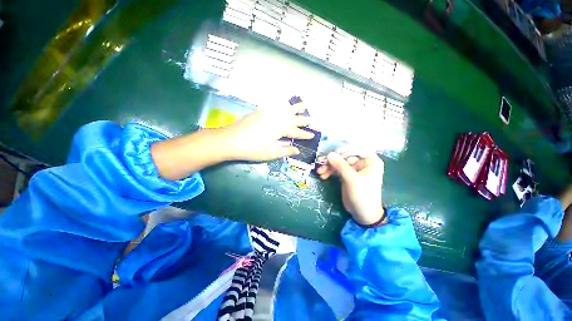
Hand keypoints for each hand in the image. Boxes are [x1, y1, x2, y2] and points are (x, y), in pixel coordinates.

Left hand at [219, 103, 313, 161]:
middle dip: (304, 119)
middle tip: (313, 118)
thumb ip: (285, 150)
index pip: (297, 132)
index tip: (313, 134)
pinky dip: (282, 105)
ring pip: (286, 109)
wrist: (231, 139)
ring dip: (296, 107)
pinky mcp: (261, 111)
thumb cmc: (252, 149)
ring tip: (304, 104)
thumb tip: (297, 150)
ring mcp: (269, 113)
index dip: (305, 134)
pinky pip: (275, 106)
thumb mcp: (271, 153)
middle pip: (294, 118)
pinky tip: (284, 104)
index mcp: (281, 129)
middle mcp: (277, 118)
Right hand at [317, 151, 384, 225]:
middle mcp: (362, 162)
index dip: (341, 149)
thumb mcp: (352, 179)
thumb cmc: (363, 195)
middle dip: (331, 160)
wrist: (363, 214)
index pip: (354, 149)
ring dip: (328, 166)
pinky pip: (336, 170)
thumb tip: (329, 154)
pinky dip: (329, 172)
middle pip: (344, 156)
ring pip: (338, 163)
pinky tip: (323, 175)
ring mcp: (353, 169)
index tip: (329, 152)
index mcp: (369, 160)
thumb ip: (340, 165)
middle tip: (320, 163)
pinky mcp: (347, 175)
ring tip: (320, 172)